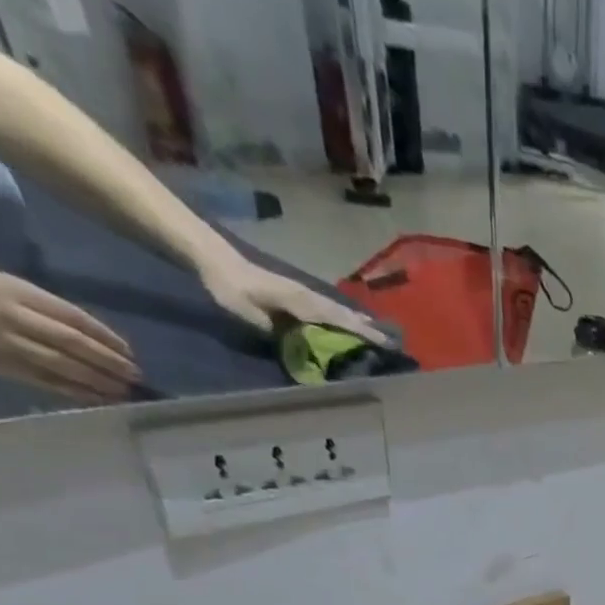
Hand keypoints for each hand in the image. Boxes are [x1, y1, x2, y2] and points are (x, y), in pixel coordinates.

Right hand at [0, 267, 138, 402]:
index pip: (73, 317)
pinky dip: (75, 391)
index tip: (129, 352)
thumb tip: (96, 336)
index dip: (105, 337)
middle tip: (135, 375)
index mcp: (19, 291)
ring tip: (124, 391)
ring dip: (97, 380)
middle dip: (108, 361)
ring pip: (62, 365)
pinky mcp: (2, 364)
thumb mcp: (11, 286)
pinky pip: (46, 381)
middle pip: (72, 342)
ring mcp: (7, 342)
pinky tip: (98, 398)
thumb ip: (49, 309)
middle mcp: (15, 316)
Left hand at [198, 253, 388, 343]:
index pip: (336, 319)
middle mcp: (306, 295)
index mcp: (300, 301)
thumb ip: (276, 330)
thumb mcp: (249, 314)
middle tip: (390, 340)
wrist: (214, 259)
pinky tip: (348, 319)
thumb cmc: (229, 289)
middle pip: (342, 313)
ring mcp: (302, 292)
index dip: (360, 332)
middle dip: (366, 327)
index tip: (382, 342)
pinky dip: (342, 314)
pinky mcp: (296, 292)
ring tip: (376, 330)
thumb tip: (300, 345)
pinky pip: (326, 306)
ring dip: (357, 320)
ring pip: (336, 308)